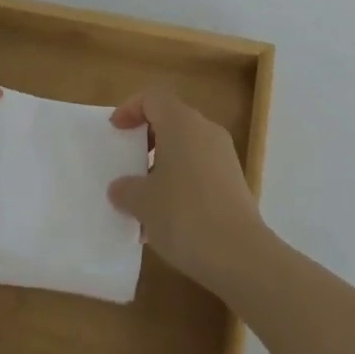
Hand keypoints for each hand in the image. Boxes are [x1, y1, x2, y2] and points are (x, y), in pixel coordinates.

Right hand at [107, 88, 265, 289]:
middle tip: (127, 163)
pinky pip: (199, 169)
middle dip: (146, 140)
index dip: (130, 109)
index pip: (152, 99)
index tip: (115, 131)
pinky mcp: (233, 180)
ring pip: (185, 147)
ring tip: (142, 200)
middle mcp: (205, 129)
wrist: (240, 254)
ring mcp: (223, 155)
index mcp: (181, 123)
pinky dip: (180, 182)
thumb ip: (126, 189)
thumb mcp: (143, 203)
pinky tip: (167, 220)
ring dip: (162, 165)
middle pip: (170, 120)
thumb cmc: (184, 216)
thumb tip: (120, 187)